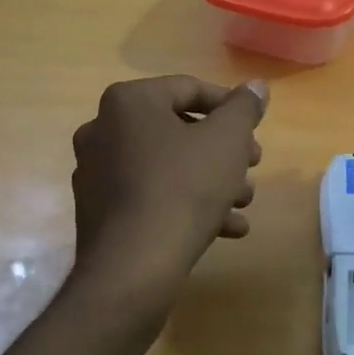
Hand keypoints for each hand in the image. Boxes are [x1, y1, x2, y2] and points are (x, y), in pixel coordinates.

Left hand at [71, 75, 267, 282]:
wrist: (133, 268)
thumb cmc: (184, 188)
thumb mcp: (227, 140)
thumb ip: (245, 108)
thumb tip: (256, 86)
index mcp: (129, 102)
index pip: (189, 89)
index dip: (230, 107)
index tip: (255, 130)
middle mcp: (103, 130)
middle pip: (178, 130)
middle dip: (222, 150)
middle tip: (252, 166)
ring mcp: (96, 173)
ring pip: (167, 167)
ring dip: (210, 180)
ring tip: (244, 202)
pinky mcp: (100, 213)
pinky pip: (151, 196)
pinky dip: (186, 205)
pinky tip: (226, 228)